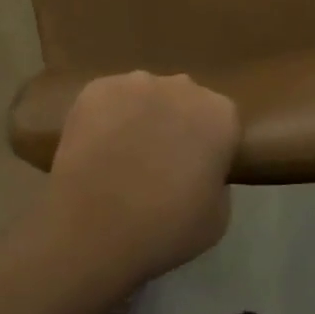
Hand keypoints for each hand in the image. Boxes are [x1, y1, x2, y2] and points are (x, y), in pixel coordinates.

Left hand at [40, 72, 241, 283]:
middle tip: (158, 164)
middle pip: (186, 101)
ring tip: (121, 158)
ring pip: (147, 96)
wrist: (91, 230)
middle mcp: (184, 86)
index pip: (223, 123)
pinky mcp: (97, 88)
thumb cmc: (163, 229)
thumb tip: (202, 171)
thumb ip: (218, 183)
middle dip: (177, 124)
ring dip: (141, 118)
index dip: (209, 148)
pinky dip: (106, 118)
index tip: (195, 174)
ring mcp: (137, 82)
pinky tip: (95, 151)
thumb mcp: (217, 220)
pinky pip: (110, 100)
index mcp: (220, 115)